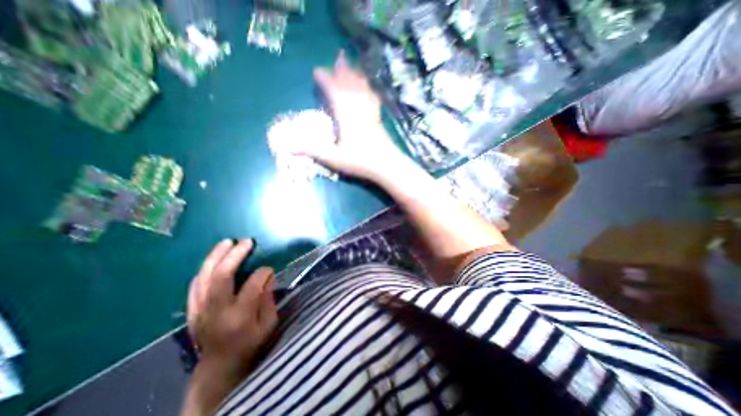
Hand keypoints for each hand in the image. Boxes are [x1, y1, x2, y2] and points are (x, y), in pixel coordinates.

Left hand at [187, 239, 275, 378]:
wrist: (219, 366)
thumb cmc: (251, 344)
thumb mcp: (269, 324)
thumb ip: (268, 299)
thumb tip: (267, 274)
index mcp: (240, 317)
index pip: (252, 286)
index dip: (263, 272)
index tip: (269, 268)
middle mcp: (216, 312)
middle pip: (221, 277)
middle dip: (235, 255)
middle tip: (246, 241)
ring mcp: (200, 310)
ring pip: (204, 277)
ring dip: (216, 257)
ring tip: (227, 242)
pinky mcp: (192, 310)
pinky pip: (194, 285)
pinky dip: (204, 269)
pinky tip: (213, 259)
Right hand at [298, 50, 407, 180]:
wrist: (387, 165)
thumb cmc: (360, 162)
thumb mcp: (334, 159)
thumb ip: (313, 152)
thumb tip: (289, 148)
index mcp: (345, 114)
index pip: (334, 90)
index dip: (325, 79)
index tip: (317, 72)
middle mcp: (358, 108)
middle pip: (350, 83)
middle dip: (342, 70)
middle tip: (338, 58)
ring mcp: (370, 111)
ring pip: (362, 87)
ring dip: (356, 74)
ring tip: (352, 65)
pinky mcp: (378, 117)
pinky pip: (373, 97)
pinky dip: (369, 88)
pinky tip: (369, 87)